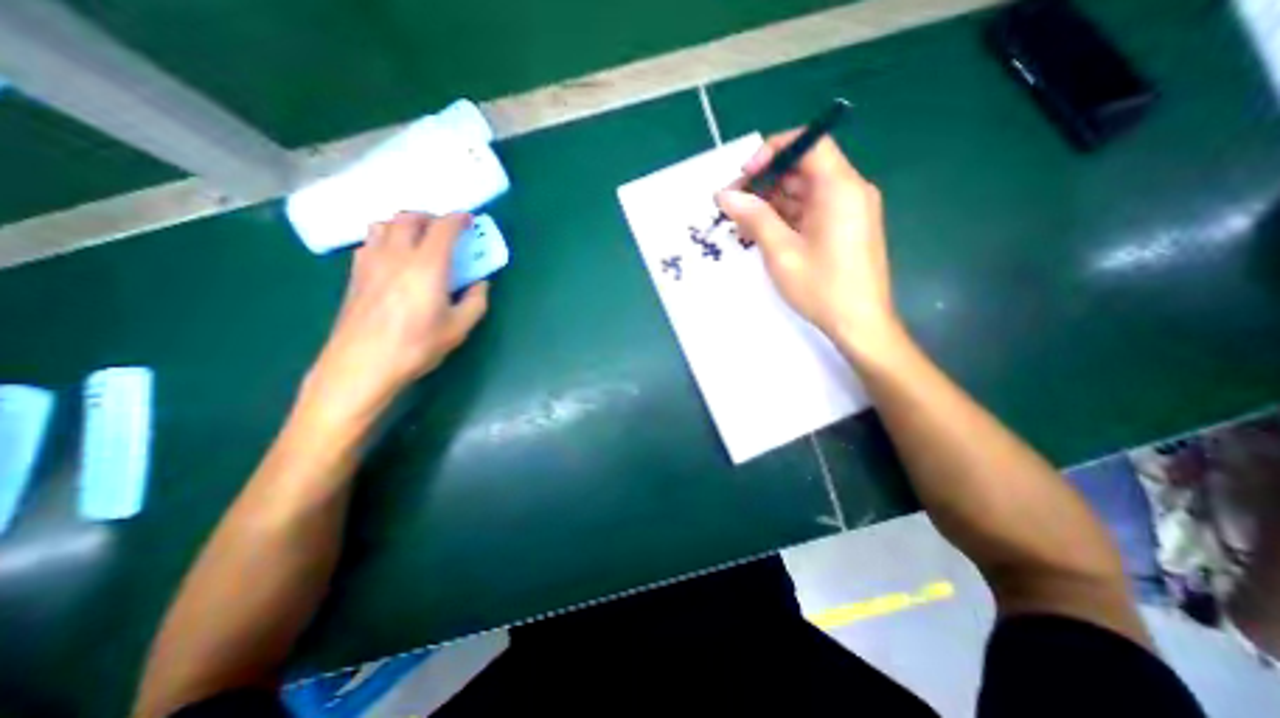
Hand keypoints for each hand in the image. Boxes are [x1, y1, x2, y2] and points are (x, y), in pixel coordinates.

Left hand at [302, 211, 491, 428]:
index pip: (442, 228)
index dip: (458, 219)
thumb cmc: (416, 345)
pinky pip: (370, 241)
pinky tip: (394, 257)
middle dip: (431, 217)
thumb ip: (475, 302)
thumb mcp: (459, 328)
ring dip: (405, 224)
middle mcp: (396, 254)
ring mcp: (370, 262)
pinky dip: (386, 238)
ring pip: (384, 224)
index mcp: (427, 265)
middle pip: (409, 218)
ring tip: (418, 239)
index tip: (469, 219)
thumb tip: (480, 284)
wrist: (361, 364)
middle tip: (445, 229)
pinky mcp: (355, 274)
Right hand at [714, 128, 903, 358]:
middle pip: (803, 168)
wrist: (859, 323)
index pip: (809, 143)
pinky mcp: (844, 227)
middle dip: (765, 182)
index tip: (745, 175)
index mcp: (840, 188)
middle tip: (733, 204)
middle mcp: (849, 191)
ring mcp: (848, 210)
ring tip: (740, 223)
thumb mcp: (781, 252)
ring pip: (804, 191)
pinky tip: (761, 233)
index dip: (773, 151)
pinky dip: (785, 218)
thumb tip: (723, 194)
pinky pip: (811, 211)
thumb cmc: (821, 288)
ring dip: (771, 203)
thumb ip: (753, 217)